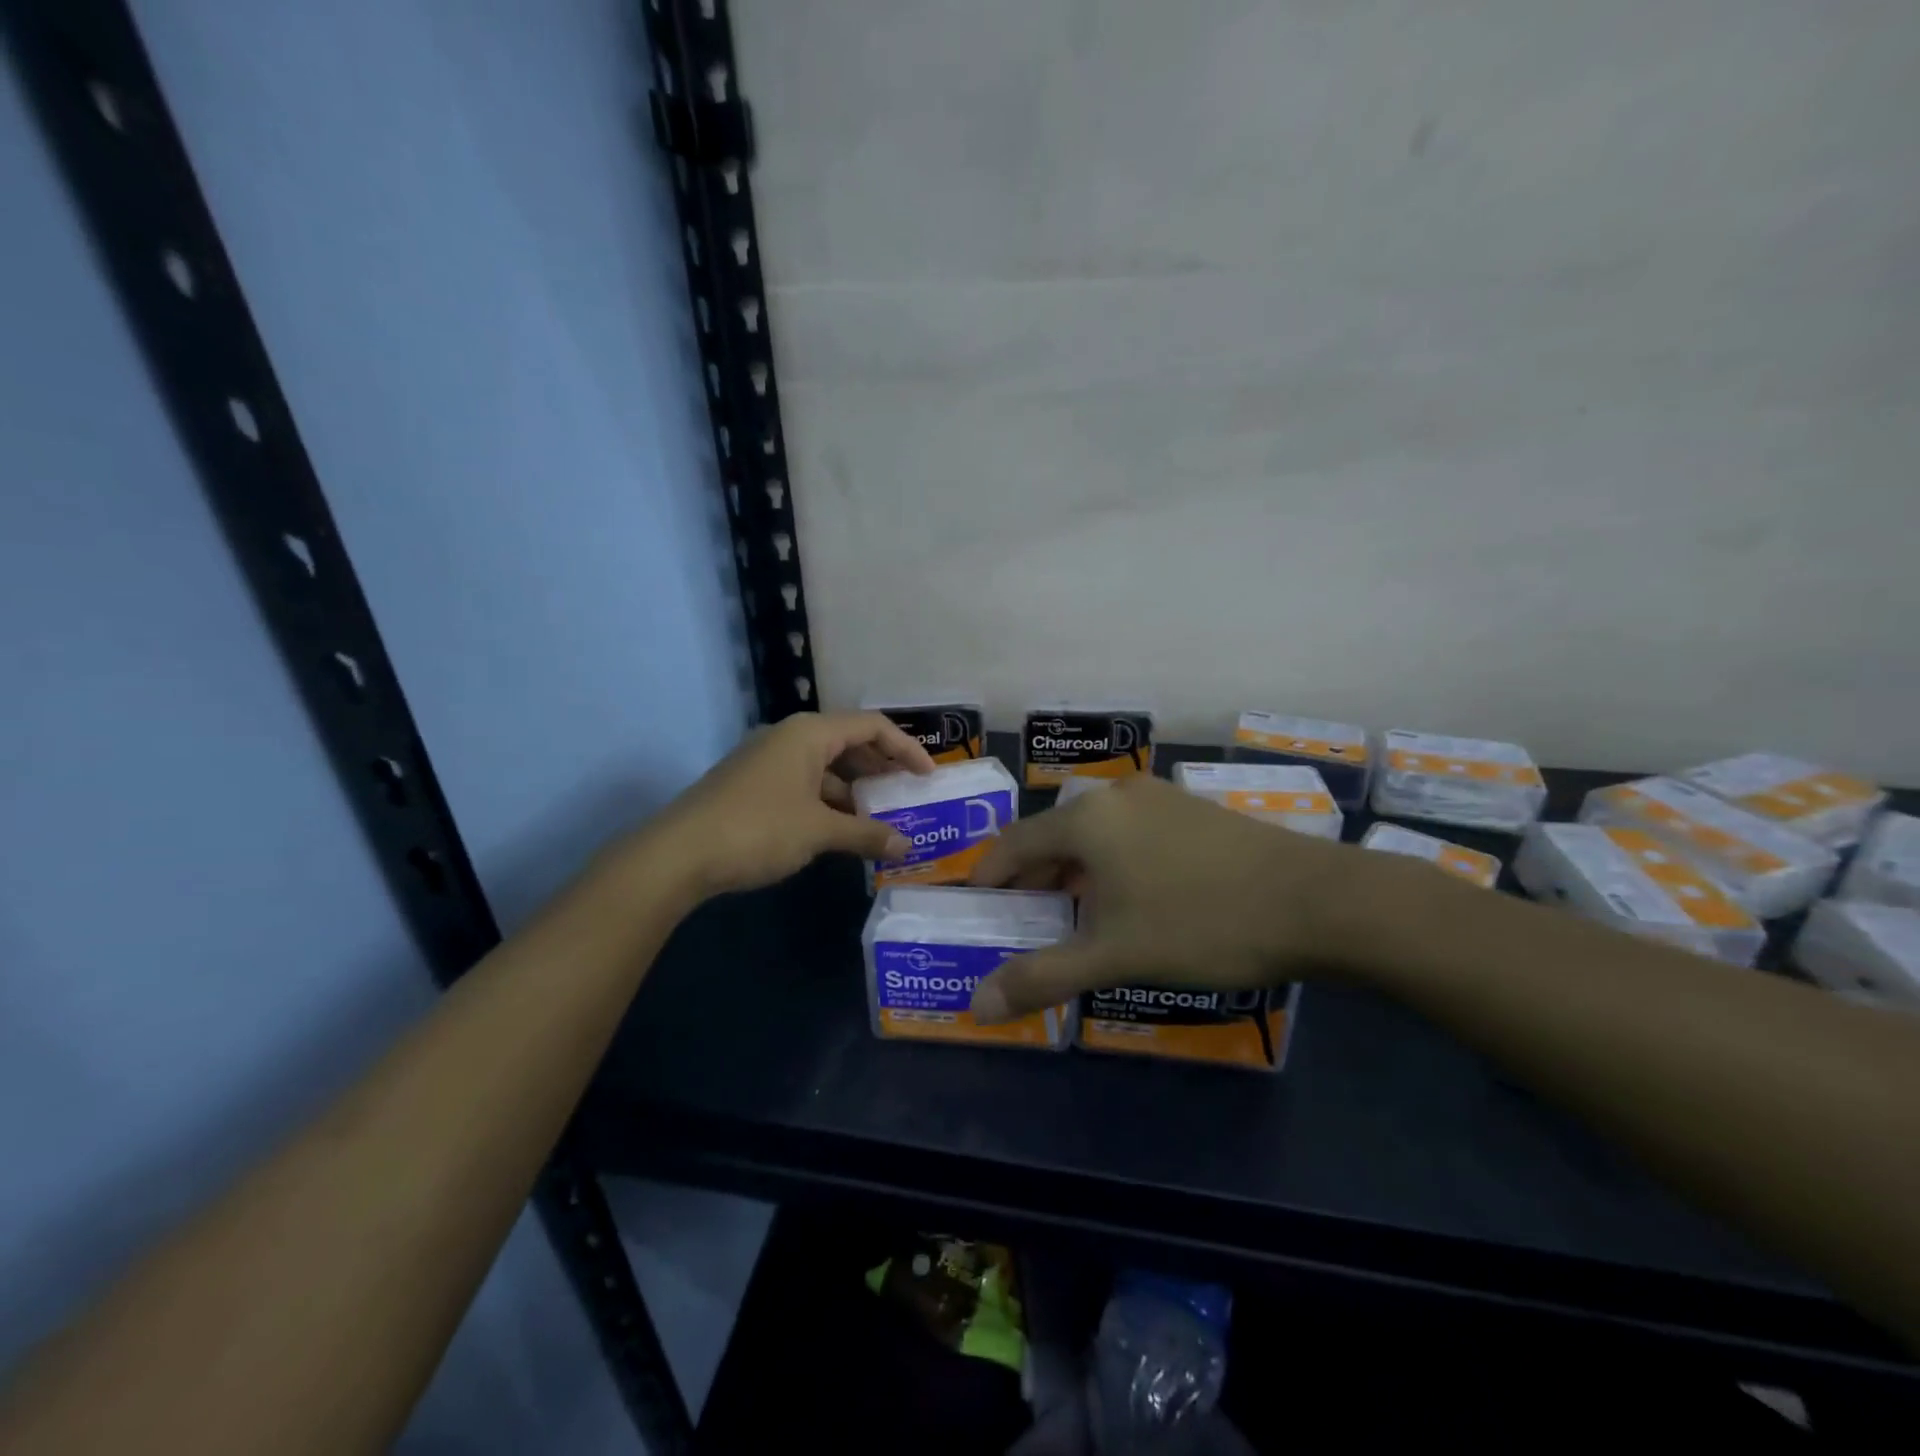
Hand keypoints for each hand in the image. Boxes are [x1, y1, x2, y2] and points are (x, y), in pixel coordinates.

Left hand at [649, 711, 934, 897]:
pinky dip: (829, 803)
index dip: (906, 749)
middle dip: (881, 769)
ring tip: (881, 819)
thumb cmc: (758, 829)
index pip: (872, 726)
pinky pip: (805, 784)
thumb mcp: (820, 831)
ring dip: (855, 791)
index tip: (928, 777)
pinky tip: (842, 831)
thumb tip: (907, 846)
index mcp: (810, 733)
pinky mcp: (754, 785)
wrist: (678, 854)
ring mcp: (768, 761)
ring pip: (826, 767)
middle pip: (849, 743)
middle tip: (908, 797)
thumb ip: (867, 834)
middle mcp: (790, 738)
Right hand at [965, 776, 1355, 1022]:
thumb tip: (976, 1005)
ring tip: (1075, 917)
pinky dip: (1112, 864)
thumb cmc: (1203, 922)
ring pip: (1095, 835)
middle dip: (1033, 879)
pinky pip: (1130, 834)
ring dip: (1074, 873)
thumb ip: (1042, 977)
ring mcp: (1160, 798)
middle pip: (1054, 835)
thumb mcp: (1116, 955)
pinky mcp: (1193, 812)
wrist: (1319, 900)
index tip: (979, 907)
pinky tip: (1132, 899)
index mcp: (1086, 818)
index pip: (1014, 843)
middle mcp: (1116, 796)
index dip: (990, 876)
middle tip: (1025, 922)